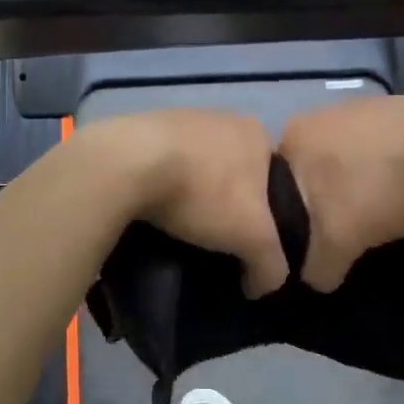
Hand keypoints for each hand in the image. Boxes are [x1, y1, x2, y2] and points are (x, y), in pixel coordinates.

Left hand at [75, 110, 288, 295]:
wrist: (128, 164)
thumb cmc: (204, 192)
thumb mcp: (253, 238)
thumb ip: (271, 265)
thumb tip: (262, 286)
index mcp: (256, 133)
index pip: (274, 178)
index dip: (267, 213)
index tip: (250, 241)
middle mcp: (222, 116)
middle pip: (234, 170)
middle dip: (228, 202)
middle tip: (217, 238)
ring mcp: (180, 117)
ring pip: (196, 164)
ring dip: (193, 192)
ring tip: (182, 227)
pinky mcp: (141, 127)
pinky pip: (162, 162)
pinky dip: (162, 183)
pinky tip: (153, 207)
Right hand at [276, 97, 403, 290]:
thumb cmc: (379, 188)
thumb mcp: (337, 243)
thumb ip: (314, 268)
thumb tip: (313, 280)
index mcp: (292, 136)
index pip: (272, 187)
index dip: (288, 219)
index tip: (308, 243)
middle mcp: (318, 115)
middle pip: (309, 172)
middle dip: (322, 203)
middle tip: (341, 234)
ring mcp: (360, 107)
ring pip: (344, 160)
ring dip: (354, 186)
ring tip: (376, 215)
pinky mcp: (397, 110)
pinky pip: (377, 150)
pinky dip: (383, 171)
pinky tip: (402, 191)